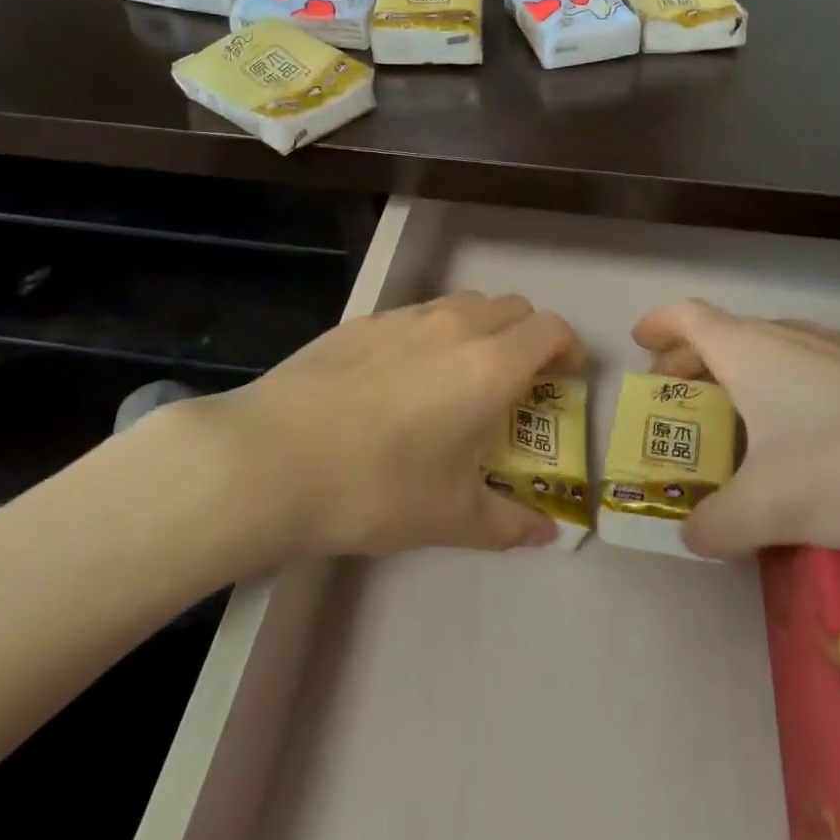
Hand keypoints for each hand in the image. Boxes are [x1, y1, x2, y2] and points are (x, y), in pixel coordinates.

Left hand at [182, 293, 579, 556]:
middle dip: (527, 338)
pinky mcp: (363, 321)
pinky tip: (400, 381)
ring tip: (459, 379)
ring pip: (464, 305)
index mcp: (489, 365)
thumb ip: (508, 522)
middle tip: (516, 385)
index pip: (550, 330)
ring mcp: (405, 317)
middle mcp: (455, 326)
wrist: (272, 458)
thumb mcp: (450, 516)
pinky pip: (418, 315)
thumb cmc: (376, 488)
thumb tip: (547, 535)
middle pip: (513, 308)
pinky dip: (433, 334)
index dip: (567, 350)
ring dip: (481, 331)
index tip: (563, 381)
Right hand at [633, 300, 839, 558]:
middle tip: (676, 398)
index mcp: (751, 351)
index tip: (639, 343)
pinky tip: (805, 441)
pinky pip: (808, 370)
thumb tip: (692, 536)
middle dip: (691, 363)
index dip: (658, 325)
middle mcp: (790, 337)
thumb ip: (719, 524)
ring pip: (769, 353)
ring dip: (739, 378)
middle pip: (724, 336)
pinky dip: (782, 391)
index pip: (688, 318)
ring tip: (736, 424)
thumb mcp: (774, 508)